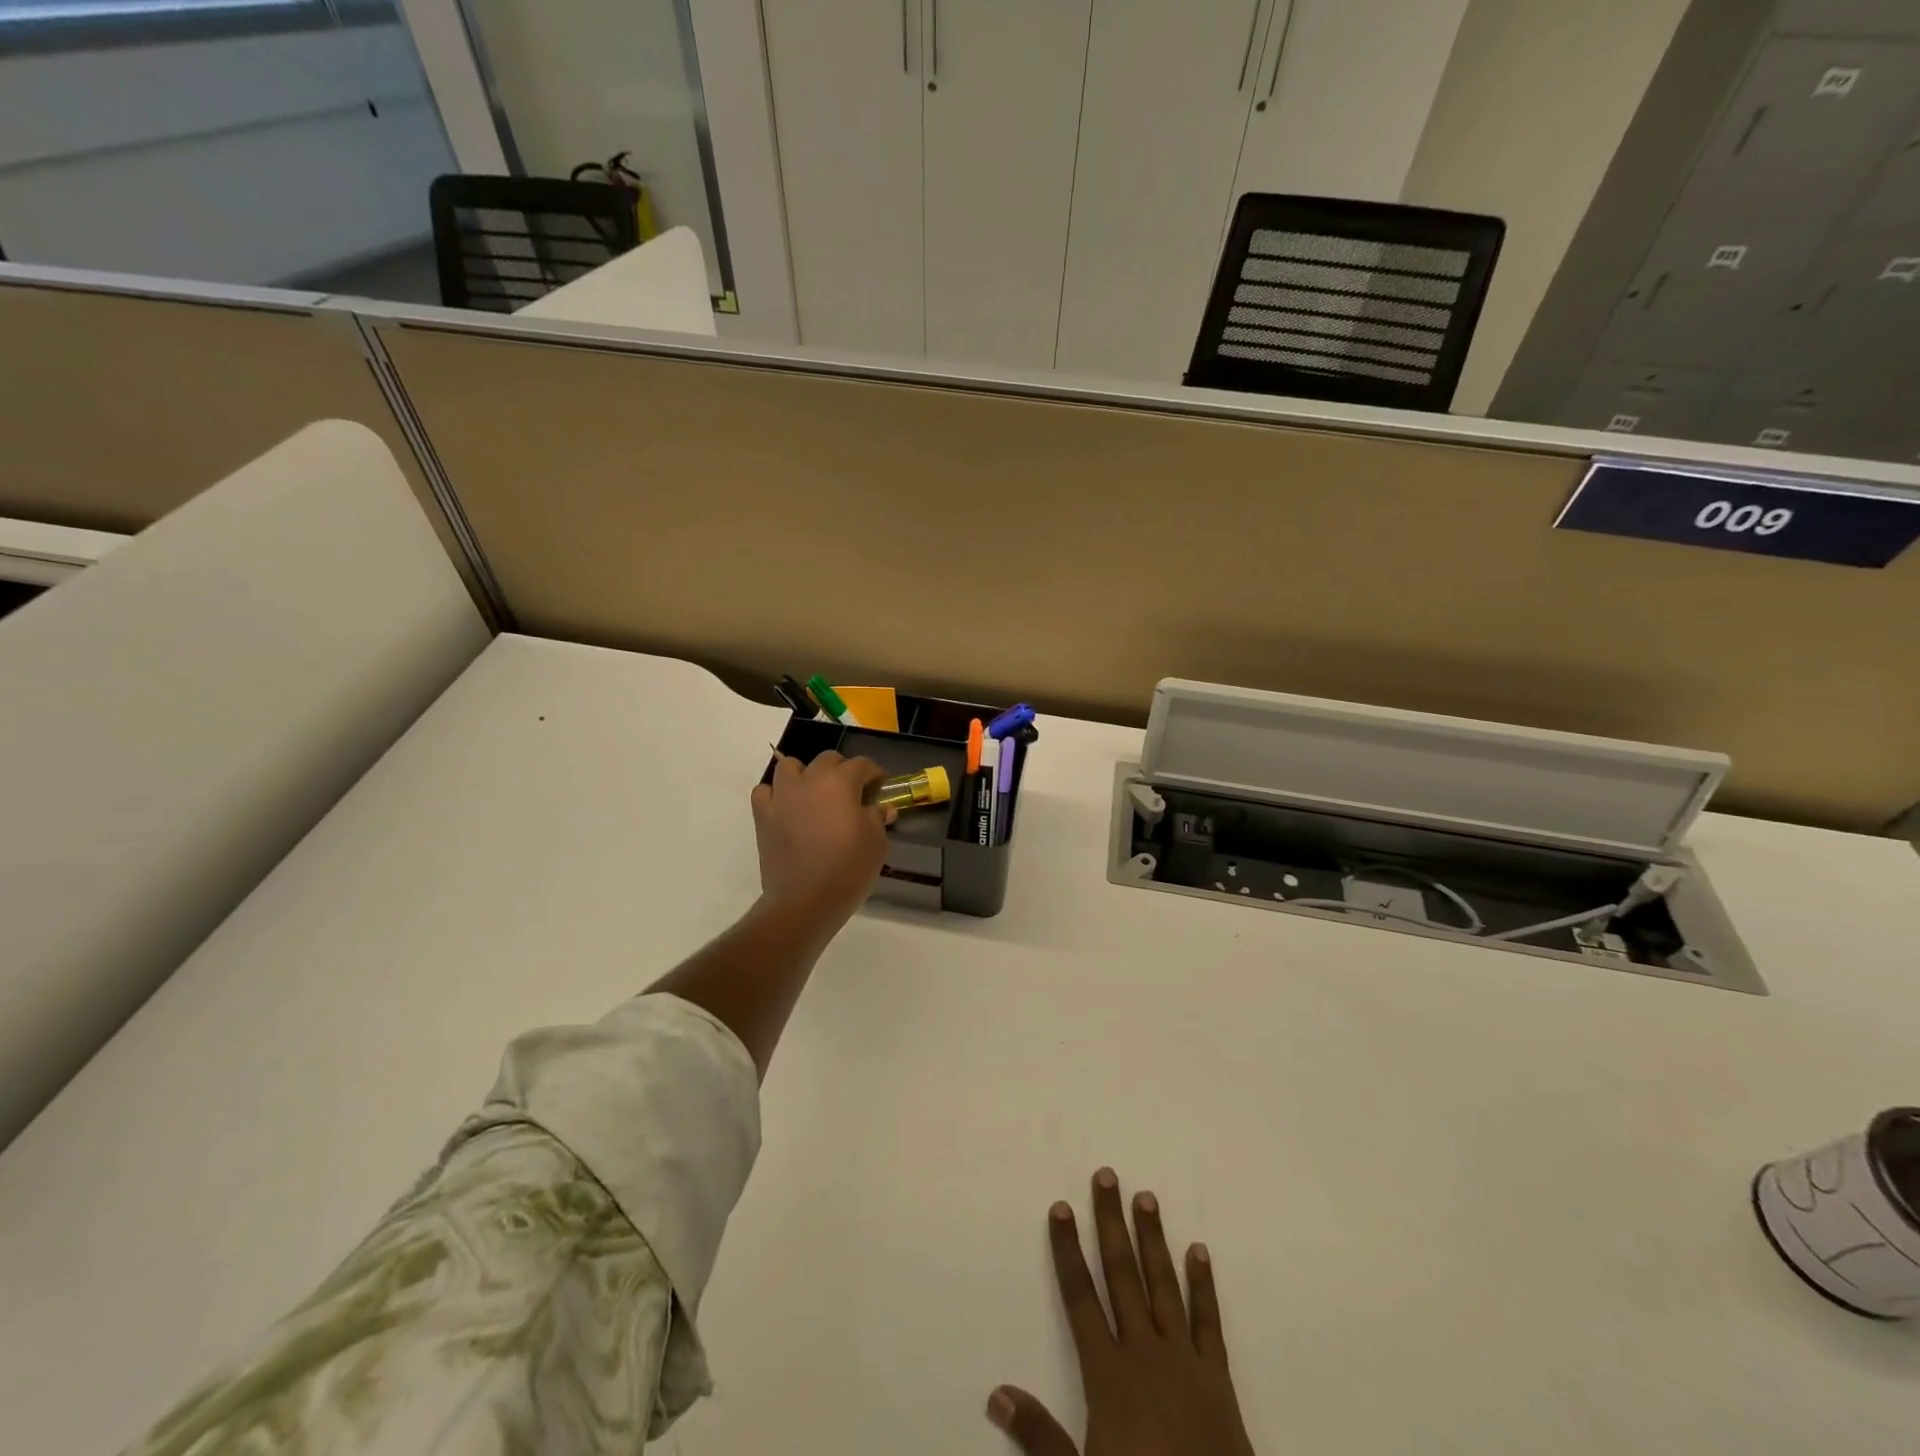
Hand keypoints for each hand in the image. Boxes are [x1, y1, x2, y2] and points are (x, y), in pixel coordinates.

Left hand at [751, 750, 893, 919]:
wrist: (806, 900)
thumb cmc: (848, 868)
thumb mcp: (876, 843)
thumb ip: (878, 818)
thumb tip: (881, 808)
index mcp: (840, 782)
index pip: (862, 764)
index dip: (874, 773)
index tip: (879, 787)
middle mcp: (809, 780)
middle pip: (827, 759)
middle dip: (842, 770)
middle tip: (851, 792)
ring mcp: (782, 796)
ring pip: (790, 767)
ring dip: (805, 775)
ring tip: (815, 795)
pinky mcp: (763, 816)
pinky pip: (765, 792)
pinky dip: (775, 794)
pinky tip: (787, 808)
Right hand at [988, 1169, 1254, 1455]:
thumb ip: (1040, 1435)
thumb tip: (996, 1392)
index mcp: (1108, 1375)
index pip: (1080, 1298)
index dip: (1067, 1250)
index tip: (1060, 1208)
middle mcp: (1144, 1353)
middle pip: (1122, 1275)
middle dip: (1111, 1224)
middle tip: (1106, 1176)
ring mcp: (1184, 1361)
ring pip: (1163, 1286)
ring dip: (1153, 1239)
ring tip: (1146, 1197)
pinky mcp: (1218, 1379)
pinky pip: (1208, 1322)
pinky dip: (1203, 1285)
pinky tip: (1199, 1252)